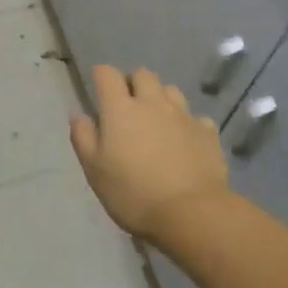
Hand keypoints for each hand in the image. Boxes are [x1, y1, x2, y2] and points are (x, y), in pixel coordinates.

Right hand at [69, 65, 229, 242]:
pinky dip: (188, 124)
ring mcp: (184, 115)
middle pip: (142, 74)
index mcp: (121, 109)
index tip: (98, 88)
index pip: (107, 73)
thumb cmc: (134, 193)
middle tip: (128, 106)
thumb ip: (83, 138)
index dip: (101, 75)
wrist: (192, 213)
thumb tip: (80, 116)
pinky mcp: (208, 133)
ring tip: (157, 120)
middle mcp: (153, 103)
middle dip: (133, 83)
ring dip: (161, 98)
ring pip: (171, 90)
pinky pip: (196, 118)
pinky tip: (185, 141)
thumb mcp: (95, 171)